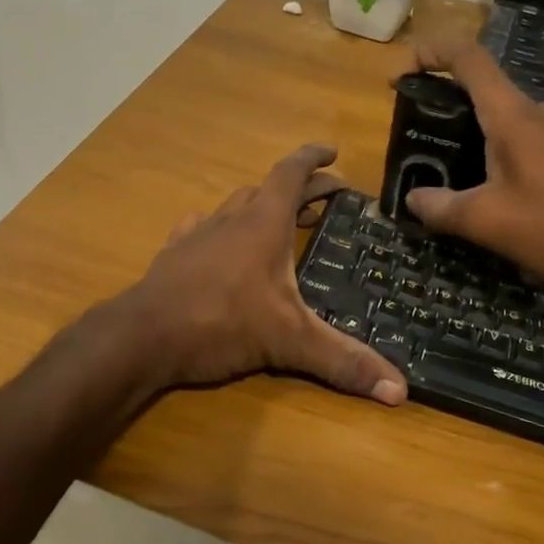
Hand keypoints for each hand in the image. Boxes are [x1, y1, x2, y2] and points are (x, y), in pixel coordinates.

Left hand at [126, 145, 407, 403]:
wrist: (143, 336)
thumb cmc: (221, 323)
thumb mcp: (290, 341)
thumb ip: (342, 361)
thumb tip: (400, 391)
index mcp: (263, 223)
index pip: (292, 172)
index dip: (314, 158)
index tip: (333, 152)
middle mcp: (231, 219)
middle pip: (268, 189)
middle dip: (300, 189)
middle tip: (325, 199)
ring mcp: (198, 235)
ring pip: (235, 205)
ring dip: (260, 206)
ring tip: (280, 223)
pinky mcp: (174, 255)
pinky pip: (201, 227)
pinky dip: (219, 228)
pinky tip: (219, 242)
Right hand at [396, 42, 543, 310]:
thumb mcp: (485, 221)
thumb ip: (441, 207)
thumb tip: (413, 200)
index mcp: (512, 115)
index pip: (467, 57)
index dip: (428, 54)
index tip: (399, 77)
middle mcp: (537, 112)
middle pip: (481, 88)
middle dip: (442, 106)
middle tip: (416, 140)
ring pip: (502, 119)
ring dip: (469, 136)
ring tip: (444, 172)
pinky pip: (522, 141)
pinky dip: (494, 153)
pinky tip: (486, 192)